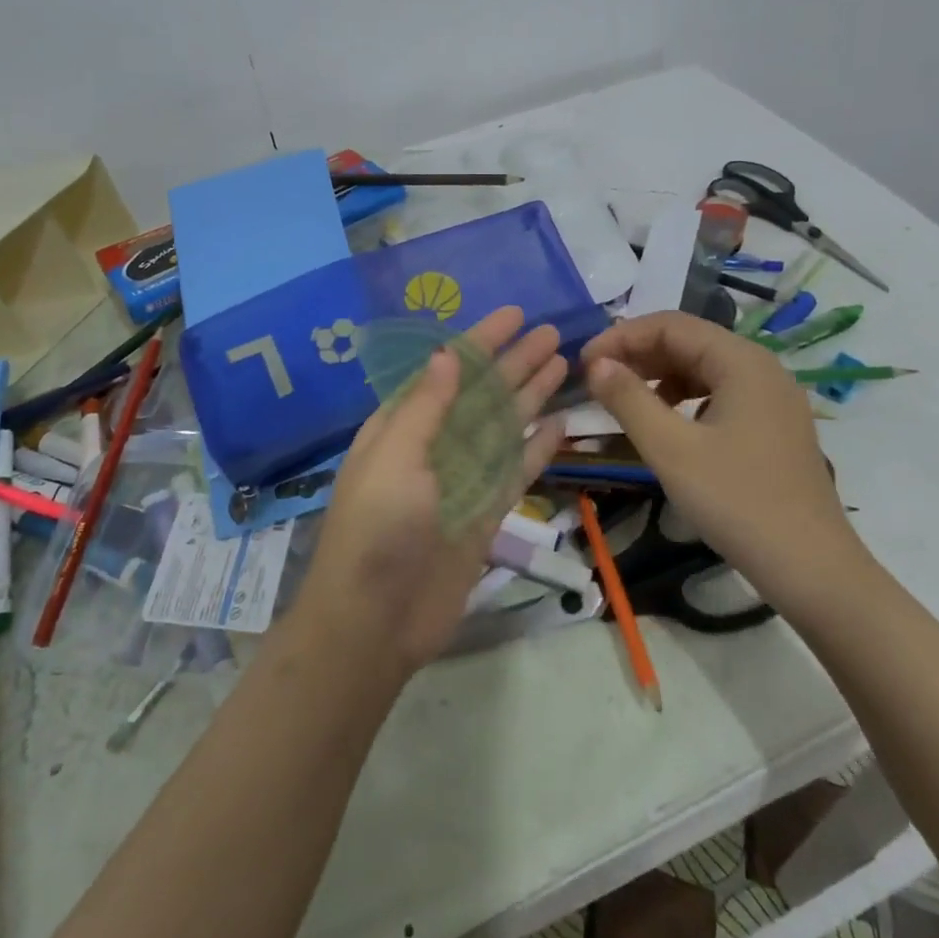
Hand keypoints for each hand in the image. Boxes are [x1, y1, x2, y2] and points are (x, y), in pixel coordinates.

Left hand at [294, 306, 568, 676]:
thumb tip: (449, 352)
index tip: (515, 314)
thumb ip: (426, 406)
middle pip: (482, 393)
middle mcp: (433, 445)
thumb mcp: (394, 457)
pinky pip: (515, 469)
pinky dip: (537, 447)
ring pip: (503, 426)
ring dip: (530, 394)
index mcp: (402, 425)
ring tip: (563, 363)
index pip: (449, 370)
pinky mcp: (484, 513)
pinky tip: (561, 423)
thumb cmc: (376, 530)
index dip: (481, 341)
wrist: (374, 623)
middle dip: (515, 362)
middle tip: (553, 333)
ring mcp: (461, 479)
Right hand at [582, 311, 867, 614]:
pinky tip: (666, 423)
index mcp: (742, 361)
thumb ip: (628, 399)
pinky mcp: (774, 425)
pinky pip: (720, 393)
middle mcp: (761, 367)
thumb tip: (596, 363)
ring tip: (624, 399)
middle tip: (596, 379)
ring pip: (704, 367)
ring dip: (659, 375)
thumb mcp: (671, 450)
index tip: (584, 362)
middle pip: (689, 341)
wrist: (812, 569)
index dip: (621, 337)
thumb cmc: (736, 503)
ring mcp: (772, 397)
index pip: (670, 325)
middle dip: (638, 354)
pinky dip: (684, 398)